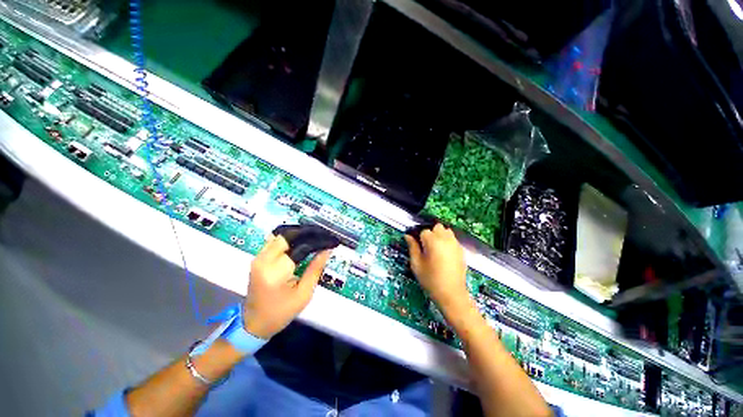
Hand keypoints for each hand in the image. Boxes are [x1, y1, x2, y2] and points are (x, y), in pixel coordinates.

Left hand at [243, 235, 331, 338]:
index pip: (301, 246)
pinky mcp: (257, 258)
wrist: (254, 324)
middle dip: (308, 233)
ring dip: (298, 234)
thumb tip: (327, 250)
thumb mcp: (304, 294)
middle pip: (289, 235)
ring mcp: (258, 257)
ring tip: (314, 237)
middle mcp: (264, 260)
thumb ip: (315, 269)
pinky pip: (274, 240)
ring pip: (281, 234)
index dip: (318, 241)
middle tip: (323, 236)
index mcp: (276, 272)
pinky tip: (300, 242)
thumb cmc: (281, 313)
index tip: (331, 241)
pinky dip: (289, 238)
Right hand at [405, 224, 469, 312]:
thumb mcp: (416, 264)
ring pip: (446, 231)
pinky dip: (447, 241)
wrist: (451, 294)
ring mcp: (455, 243)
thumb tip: (407, 236)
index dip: (419, 239)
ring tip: (436, 249)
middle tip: (427, 247)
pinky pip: (452, 239)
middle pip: (436, 227)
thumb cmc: (430, 280)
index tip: (418, 247)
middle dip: (431, 234)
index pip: (423, 231)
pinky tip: (444, 254)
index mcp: (432, 241)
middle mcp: (445, 238)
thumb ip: (412, 247)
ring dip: (440, 235)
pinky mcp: (461, 250)